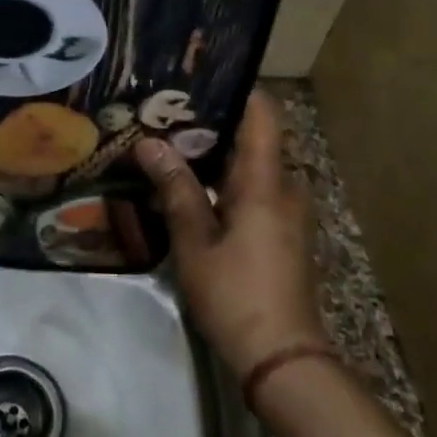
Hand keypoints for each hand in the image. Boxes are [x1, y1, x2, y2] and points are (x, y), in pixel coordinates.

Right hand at [135, 90, 321, 379]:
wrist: (282, 357)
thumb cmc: (236, 292)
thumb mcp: (195, 241)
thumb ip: (175, 188)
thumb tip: (149, 144)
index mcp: (265, 182)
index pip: (263, 114)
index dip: (237, 89)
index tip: (198, 79)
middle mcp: (284, 188)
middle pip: (253, 138)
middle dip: (212, 124)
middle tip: (166, 115)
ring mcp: (287, 212)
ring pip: (252, 166)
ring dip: (216, 155)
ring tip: (170, 146)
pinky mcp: (282, 233)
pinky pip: (254, 190)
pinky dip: (225, 181)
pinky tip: (191, 188)